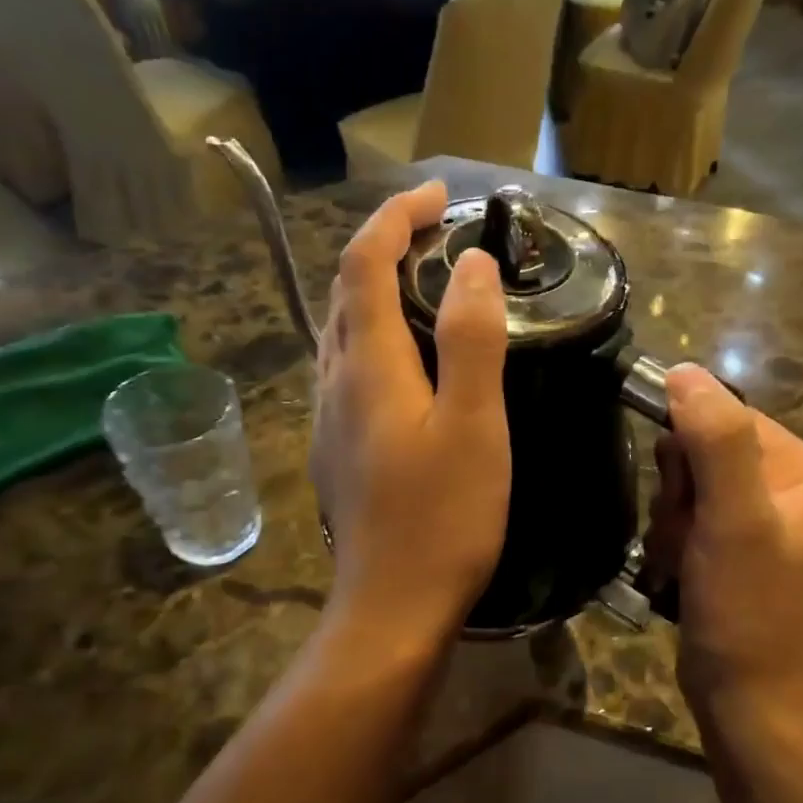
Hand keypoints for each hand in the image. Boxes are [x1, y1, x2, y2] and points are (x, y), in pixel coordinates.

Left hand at [311, 181, 510, 656]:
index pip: (365, 263)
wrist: (392, 606)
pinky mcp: (337, 448)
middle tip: (438, 233)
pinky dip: (376, 335)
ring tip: (426, 282)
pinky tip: (408, 359)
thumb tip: (473, 266)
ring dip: (377, 290)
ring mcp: (329, 418)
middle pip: (347, 291)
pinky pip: (348, 368)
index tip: (439, 196)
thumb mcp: (473, 424)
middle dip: (385, 245)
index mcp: (369, 366)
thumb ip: (472, 340)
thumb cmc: (443, 516)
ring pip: (343, 331)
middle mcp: (335, 382)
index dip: (395, 217)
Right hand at [644, 365, 802, 702]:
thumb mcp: (733, 520)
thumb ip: (714, 440)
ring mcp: (766, 523)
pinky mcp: (741, 551)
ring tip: (681, 561)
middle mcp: (793, 489)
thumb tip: (683, 370)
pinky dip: (675, 542)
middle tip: (687, 536)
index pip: (729, 419)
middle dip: (680, 493)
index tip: (683, 498)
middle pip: (706, 452)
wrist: (753, 705)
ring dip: (672, 521)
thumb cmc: (749, 610)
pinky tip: (678, 573)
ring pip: (691, 487)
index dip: (689, 452)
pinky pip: (693, 519)